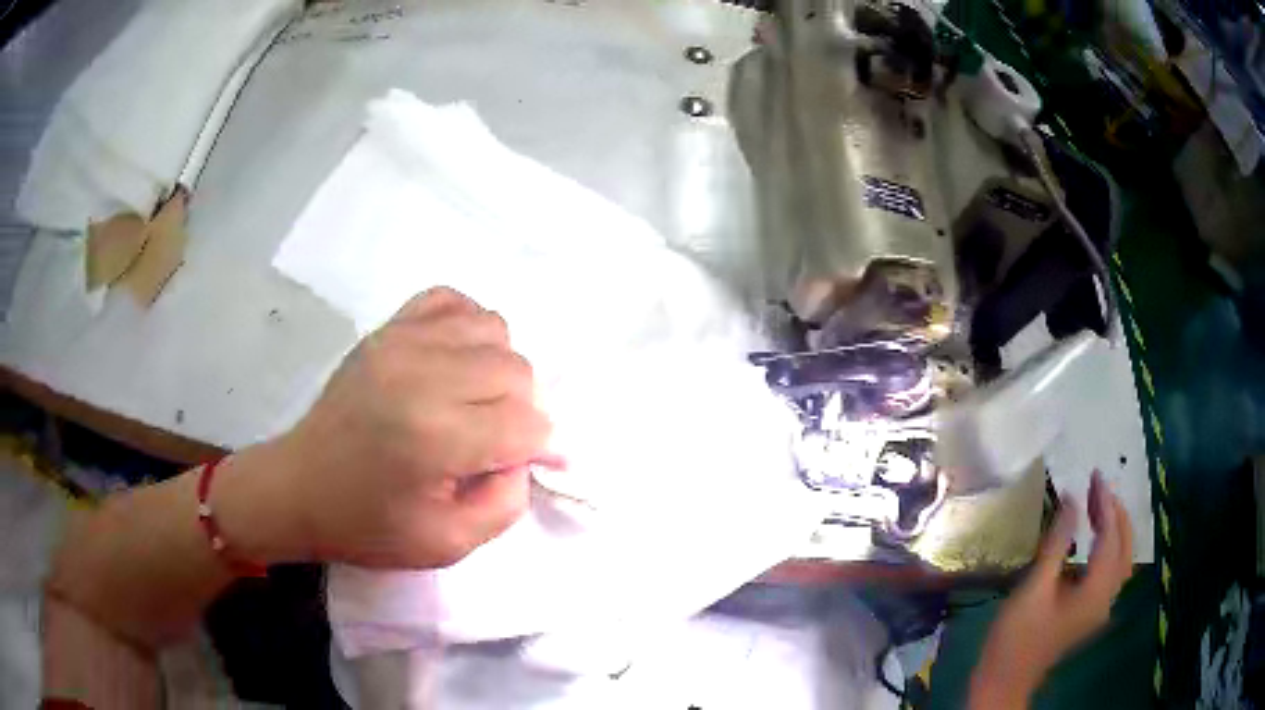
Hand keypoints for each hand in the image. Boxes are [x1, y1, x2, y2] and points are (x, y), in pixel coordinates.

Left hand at [220, 288, 551, 568]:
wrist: (299, 487)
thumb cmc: (369, 526)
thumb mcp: (449, 545)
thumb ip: (506, 502)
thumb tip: (527, 453)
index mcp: (436, 438)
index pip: (528, 423)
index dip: (541, 447)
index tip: (529, 464)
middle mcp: (423, 375)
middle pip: (517, 370)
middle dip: (523, 410)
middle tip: (496, 440)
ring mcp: (401, 342)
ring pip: (494, 329)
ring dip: (499, 368)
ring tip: (474, 401)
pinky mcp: (387, 329)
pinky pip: (453, 301)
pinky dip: (468, 328)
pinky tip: (454, 363)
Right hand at [970, 471, 1133, 708]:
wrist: (1004, 680)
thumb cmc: (1016, 636)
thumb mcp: (1034, 588)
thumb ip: (1057, 543)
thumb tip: (1071, 498)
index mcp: (1096, 592)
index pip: (1111, 537)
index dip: (1105, 503)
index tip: (1094, 475)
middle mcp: (1106, 597)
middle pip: (1124, 546)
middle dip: (1115, 512)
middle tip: (1097, 485)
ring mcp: (1100, 607)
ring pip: (1120, 558)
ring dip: (1114, 527)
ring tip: (1097, 504)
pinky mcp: (1090, 611)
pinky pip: (1109, 569)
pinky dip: (1107, 545)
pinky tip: (1092, 538)